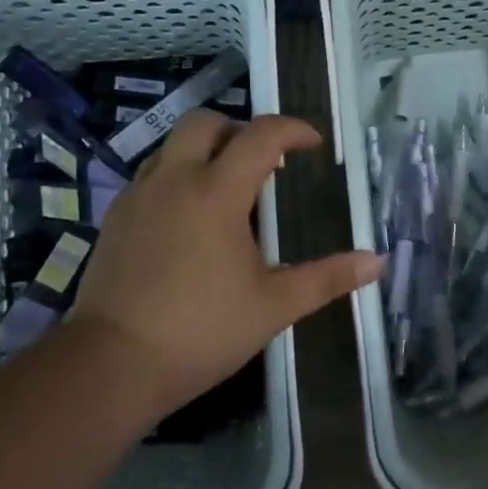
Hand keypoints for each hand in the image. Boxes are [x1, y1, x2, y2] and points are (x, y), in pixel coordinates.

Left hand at [67, 110, 382, 423]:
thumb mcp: (274, 306)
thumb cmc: (201, 331)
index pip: (261, 136)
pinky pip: (152, 176)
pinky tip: (190, 219)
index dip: (293, 130)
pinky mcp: (116, 219)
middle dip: (240, 129)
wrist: (111, 366)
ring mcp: (139, 197)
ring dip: (205, 151)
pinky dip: (179, 177)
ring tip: (229, 189)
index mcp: (216, 193)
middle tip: (265, 161)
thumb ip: (327, 279)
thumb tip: (377, 262)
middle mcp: (174, 180)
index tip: (313, 144)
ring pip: (172, 146)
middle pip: (205, 122)